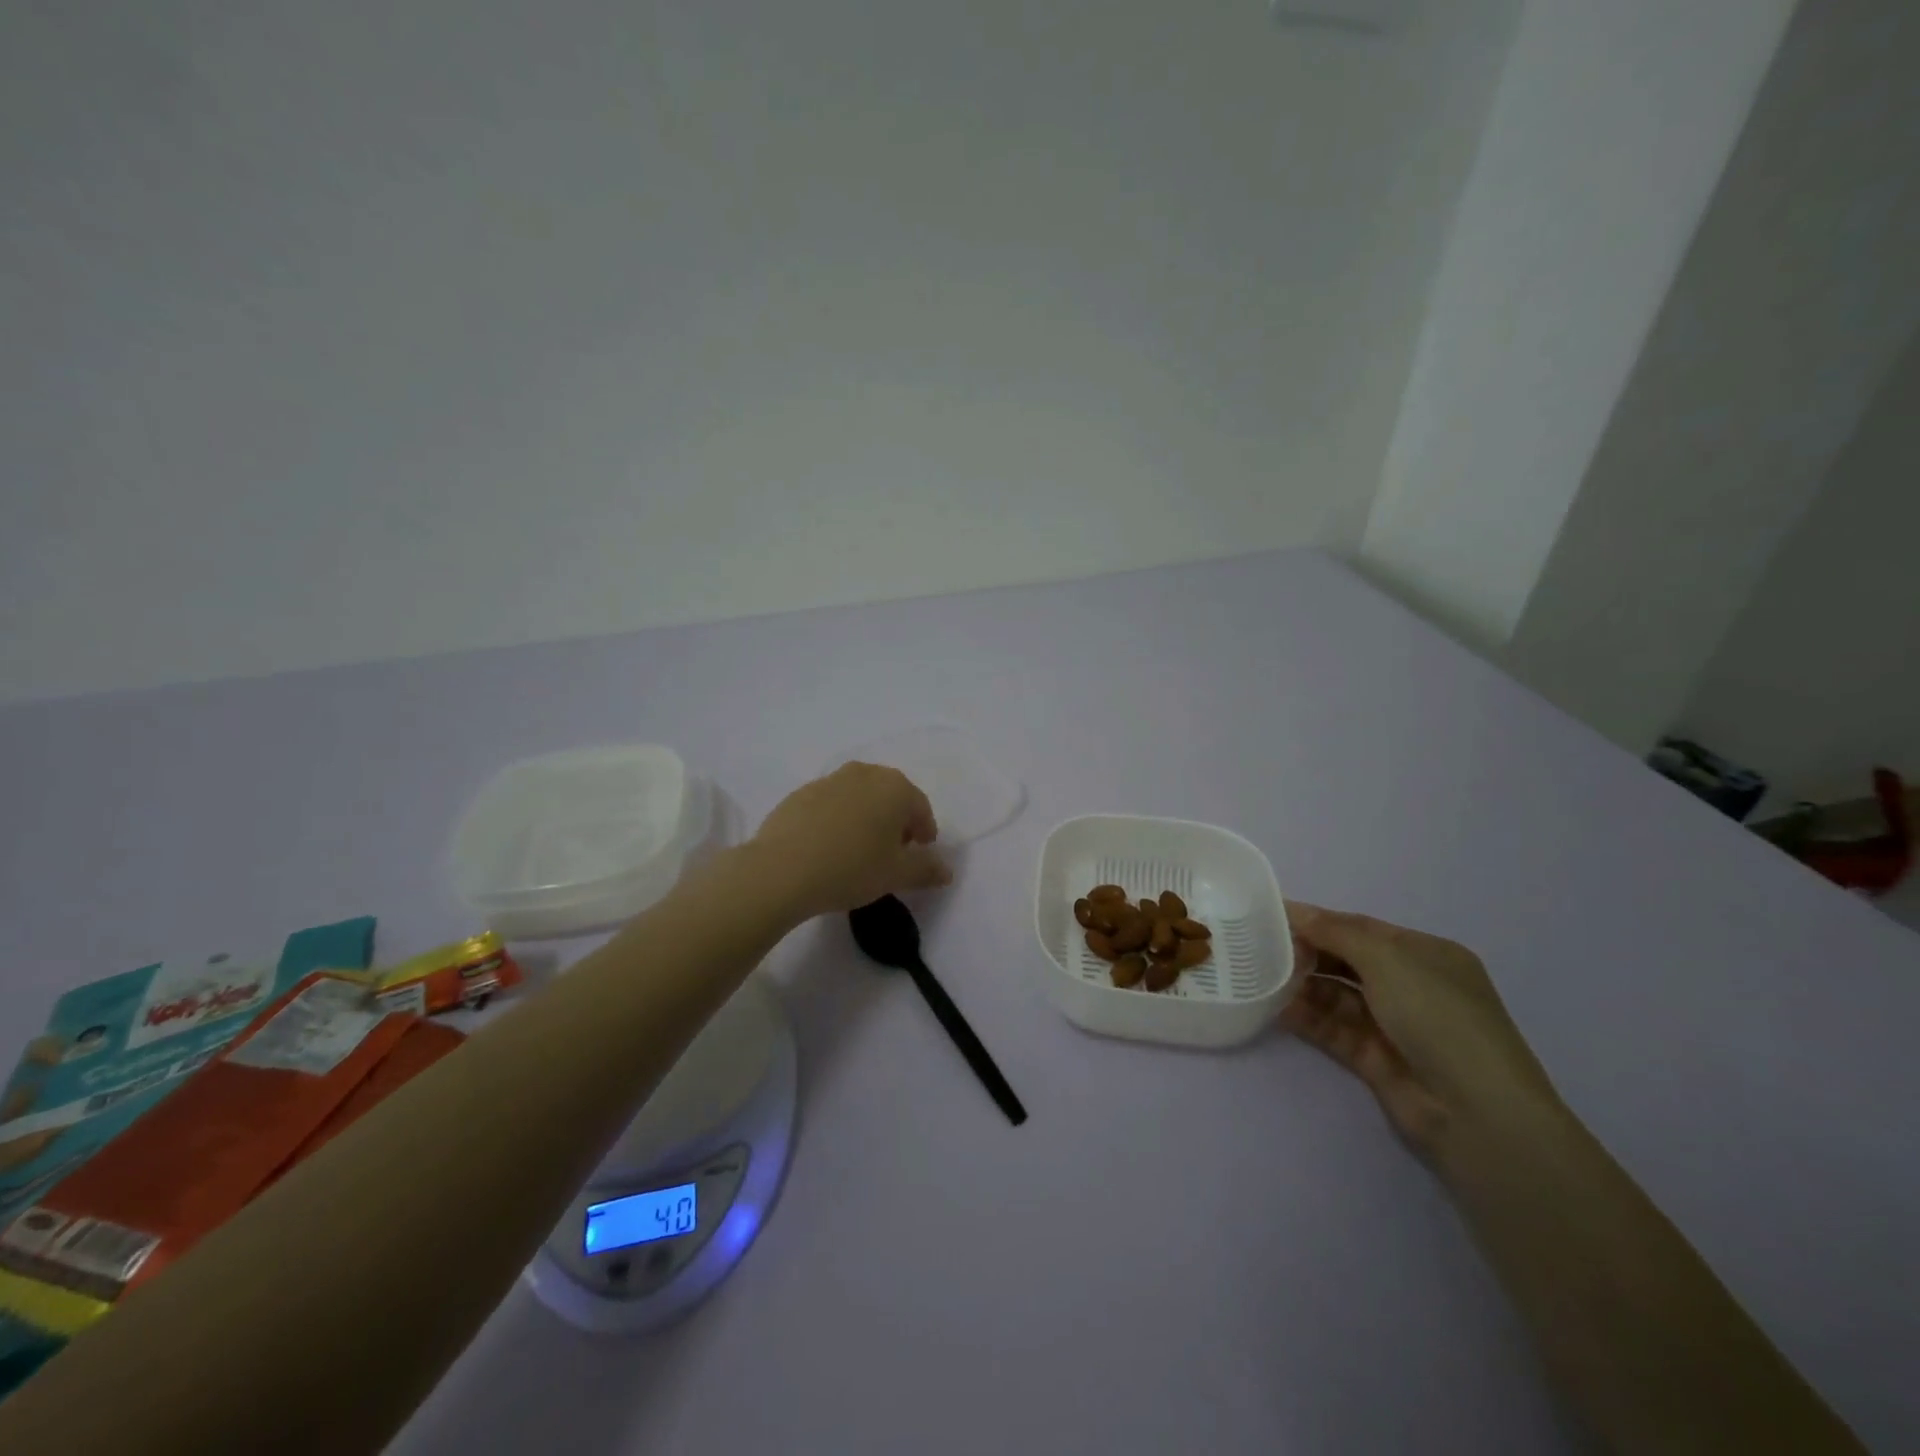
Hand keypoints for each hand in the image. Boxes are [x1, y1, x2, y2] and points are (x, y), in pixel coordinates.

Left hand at [751, 763, 951, 918]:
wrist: (781, 870)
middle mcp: (865, 773)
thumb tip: (947, 871)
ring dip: (866, 818)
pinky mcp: (801, 793)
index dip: (924, 833)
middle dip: (896, 821)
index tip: (919, 854)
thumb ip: (926, 869)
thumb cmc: (851, 868)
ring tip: (858, 850)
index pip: (921, 808)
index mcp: (895, 788)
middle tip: (891, 852)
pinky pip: (831, 804)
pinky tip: (828, 847)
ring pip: (859, 797)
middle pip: (890, 796)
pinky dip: (837, 820)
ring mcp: (829, 780)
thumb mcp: (897, 875)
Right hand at [1280, 902, 1560, 1158]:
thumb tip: (1295, 911)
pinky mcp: (1375, 1059)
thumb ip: (1336, 932)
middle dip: (1308, 952)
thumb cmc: (1439, 1017)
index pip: (1362, 928)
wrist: (1477, 1113)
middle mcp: (1411, 986)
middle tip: (1261, 948)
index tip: (1273, 915)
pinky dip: (1307, 1017)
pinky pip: (1333, 1029)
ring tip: (1263, 977)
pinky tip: (1277, 1008)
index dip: (1319, 920)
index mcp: (1425, 955)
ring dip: (1303, 985)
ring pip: (1337, 996)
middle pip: (1347, 961)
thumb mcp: (1388, 960)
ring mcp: (1394, 1025)